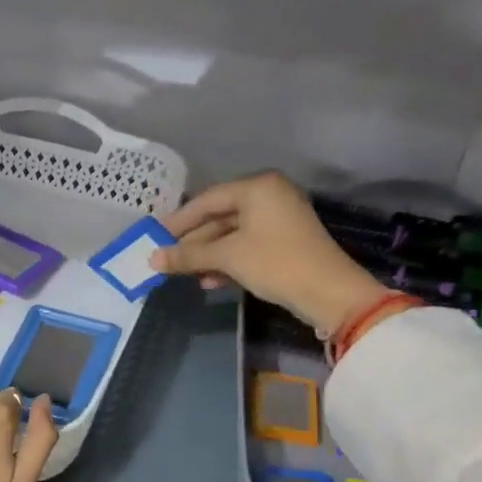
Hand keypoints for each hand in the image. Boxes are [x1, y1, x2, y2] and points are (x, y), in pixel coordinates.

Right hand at [150, 171, 387, 333]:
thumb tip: (152, 259)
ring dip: (208, 255)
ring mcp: (279, 220)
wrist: (329, 293)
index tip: (154, 236)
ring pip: (232, 235)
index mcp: (258, 187)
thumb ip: (189, 255)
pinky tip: (209, 281)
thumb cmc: (275, 263)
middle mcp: (269, 196)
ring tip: (185, 274)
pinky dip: (227, 261)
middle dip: (193, 241)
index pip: (207, 199)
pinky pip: (246, 246)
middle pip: (220, 217)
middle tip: (166, 258)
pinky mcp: (284, 243)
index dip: (179, 220)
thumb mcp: (228, 257)